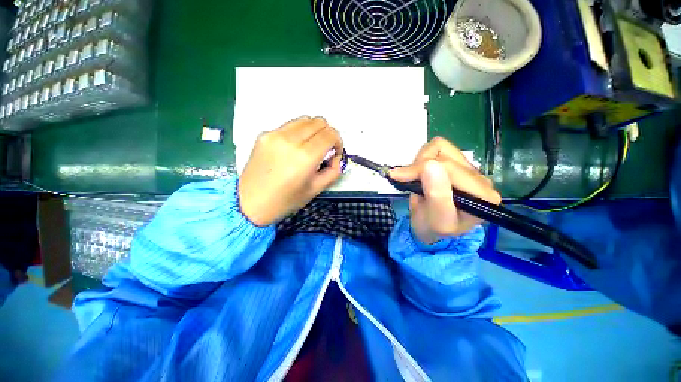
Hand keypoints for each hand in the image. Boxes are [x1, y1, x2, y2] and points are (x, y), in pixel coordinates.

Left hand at [239, 116, 343, 225]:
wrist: (249, 204)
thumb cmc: (285, 201)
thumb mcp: (315, 190)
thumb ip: (333, 171)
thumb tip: (337, 157)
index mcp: (305, 157)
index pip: (330, 134)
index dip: (338, 142)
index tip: (335, 153)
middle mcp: (290, 140)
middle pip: (319, 122)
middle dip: (327, 134)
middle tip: (324, 150)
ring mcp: (275, 134)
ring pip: (304, 119)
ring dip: (313, 131)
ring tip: (310, 147)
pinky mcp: (264, 134)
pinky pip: (289, 126)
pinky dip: (298, 133)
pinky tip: (294, 148)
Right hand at [389, 137, 500, 243]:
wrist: (431, 226)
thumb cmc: (433, 227)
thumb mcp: (437, 220)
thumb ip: (437, 196)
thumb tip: (430, 165)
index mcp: (482, 195)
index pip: (450, 168)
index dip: (421, 170)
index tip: (399, 177)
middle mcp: (480, 178)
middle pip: (445, 155)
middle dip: (418, 167)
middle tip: (403, 179)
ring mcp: (468, 168)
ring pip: (441, 146)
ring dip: (421, 161)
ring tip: (415, 179)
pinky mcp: (457, 162)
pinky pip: (438, 147)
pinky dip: (423, 157)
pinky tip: (421, 173)